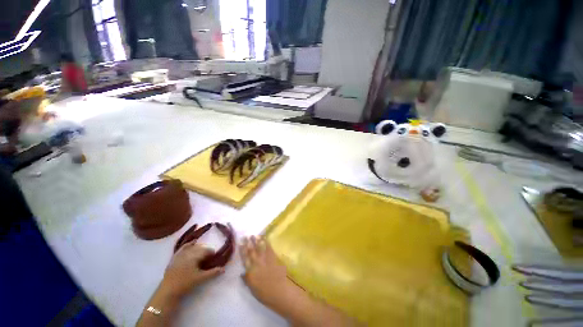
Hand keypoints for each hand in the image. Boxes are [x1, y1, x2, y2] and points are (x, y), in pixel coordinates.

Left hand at [161, 242, 223, 298]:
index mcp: (195, 256)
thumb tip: (223, 269)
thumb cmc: (185, 283)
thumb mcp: (201, 278)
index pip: (207, 250)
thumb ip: (212, 273)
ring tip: (202, 254)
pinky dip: (189, 244)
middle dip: (206, 251)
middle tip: (209, 258)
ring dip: (199, 248)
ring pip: (192, 247)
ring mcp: (180, 254)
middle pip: (200, 248)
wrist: (168, 290)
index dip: (212, 253)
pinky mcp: (175, 257)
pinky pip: (183, 247)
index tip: (215, 258)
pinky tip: (192, 242)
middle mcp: (188, 252)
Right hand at [240, 236, 290, 307]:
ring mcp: (265, 259)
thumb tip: (242, 273)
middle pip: (251, 251)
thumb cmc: (264, 293)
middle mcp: (257, 264)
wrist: (279, 291)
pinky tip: (264, 239)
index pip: (245, 259)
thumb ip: (247, 279)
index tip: (240, 243)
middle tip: (246, 236)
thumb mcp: (252, 289)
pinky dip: (266, 242)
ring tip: (254, 235)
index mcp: (250, 272)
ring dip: (256, 241)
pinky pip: (269, 248)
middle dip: (248, 243)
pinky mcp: (273, 258)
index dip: (242, 250)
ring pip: (259, 248)